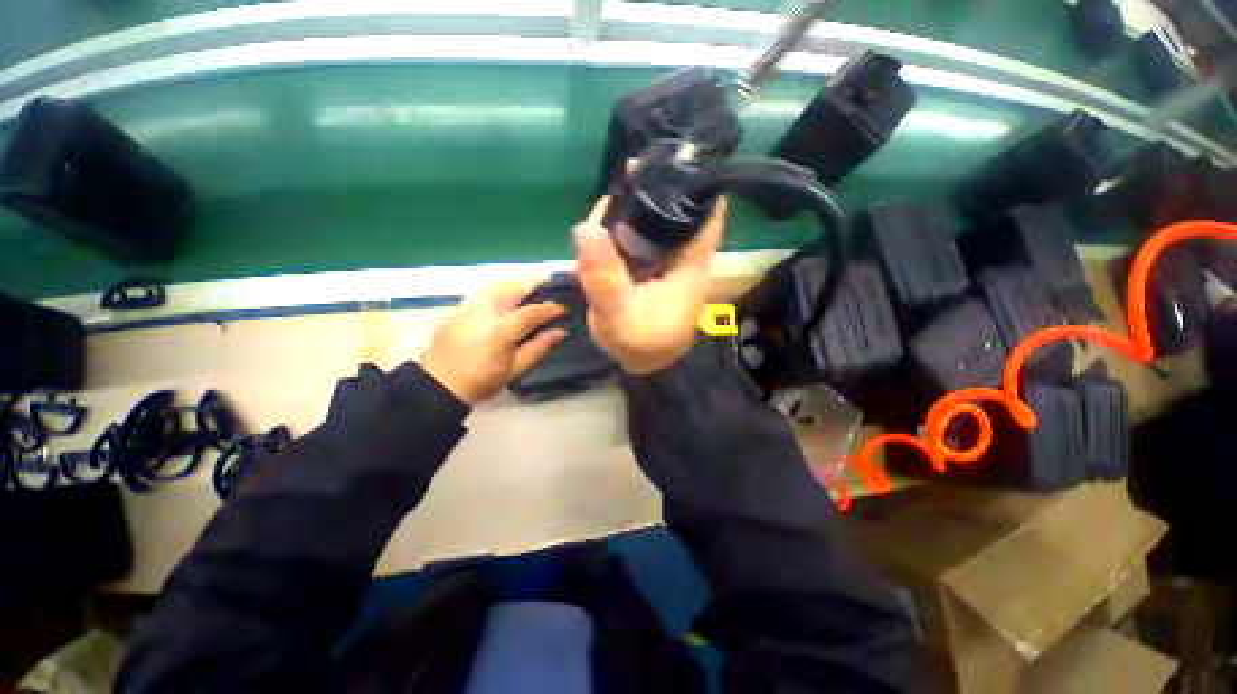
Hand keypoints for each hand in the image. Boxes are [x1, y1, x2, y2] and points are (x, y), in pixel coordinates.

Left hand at [420, 279, 565, 404]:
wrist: (439, 384)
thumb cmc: (482, 380)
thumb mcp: (515, 368)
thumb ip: (539, 347)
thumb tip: (560, 331)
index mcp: (503, 328)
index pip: (533, 311)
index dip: (551, 308)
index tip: (562, 308)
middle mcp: (487, 310)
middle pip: (514, 288)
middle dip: (534, 283)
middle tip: (548, 284)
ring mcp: (470, 306)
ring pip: (497, 285)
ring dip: (516, 283)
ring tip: (529, 287)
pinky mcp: (458, 307)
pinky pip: (483, 291)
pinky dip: (499, 289)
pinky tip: (505, 296)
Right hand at [574, 195, 726, 374]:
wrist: (640, 361)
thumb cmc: (639, 343)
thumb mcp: (619, 316)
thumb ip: (604, 277)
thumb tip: (585, 228)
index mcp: (690, 263)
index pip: (707, 211)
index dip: (695, 181)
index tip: (667, 158)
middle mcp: (681, 254)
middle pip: (673, 207)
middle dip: (647, 193)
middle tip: (619, 189)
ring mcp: (664, 257)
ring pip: (650, 219)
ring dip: (626, 211)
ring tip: (599, 221)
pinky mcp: (648, 263)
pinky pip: (635, 235)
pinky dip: (617, 229)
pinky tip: (598, 236)